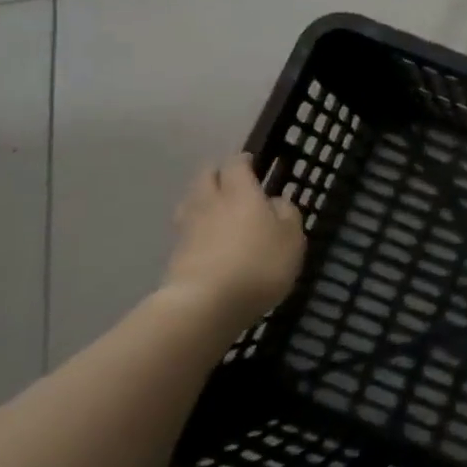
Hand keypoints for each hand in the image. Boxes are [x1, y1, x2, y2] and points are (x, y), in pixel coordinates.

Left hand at [164, 154, 305, 321]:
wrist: (204, 305)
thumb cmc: (258, 265)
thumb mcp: (291, 239)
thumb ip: (287, 214)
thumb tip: (276, 201)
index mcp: (240, 192)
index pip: (236, 164)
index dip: (243, 161)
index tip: (251, 162)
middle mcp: (210, 202)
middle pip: (206, 176)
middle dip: (217, 174)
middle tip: (231, 181)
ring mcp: (188, 228)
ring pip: (191, 201)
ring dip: (201, 199)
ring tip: (214, 208)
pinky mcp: (175, 254)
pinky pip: (185, 230)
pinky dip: (195, 228)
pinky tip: (205, 239)